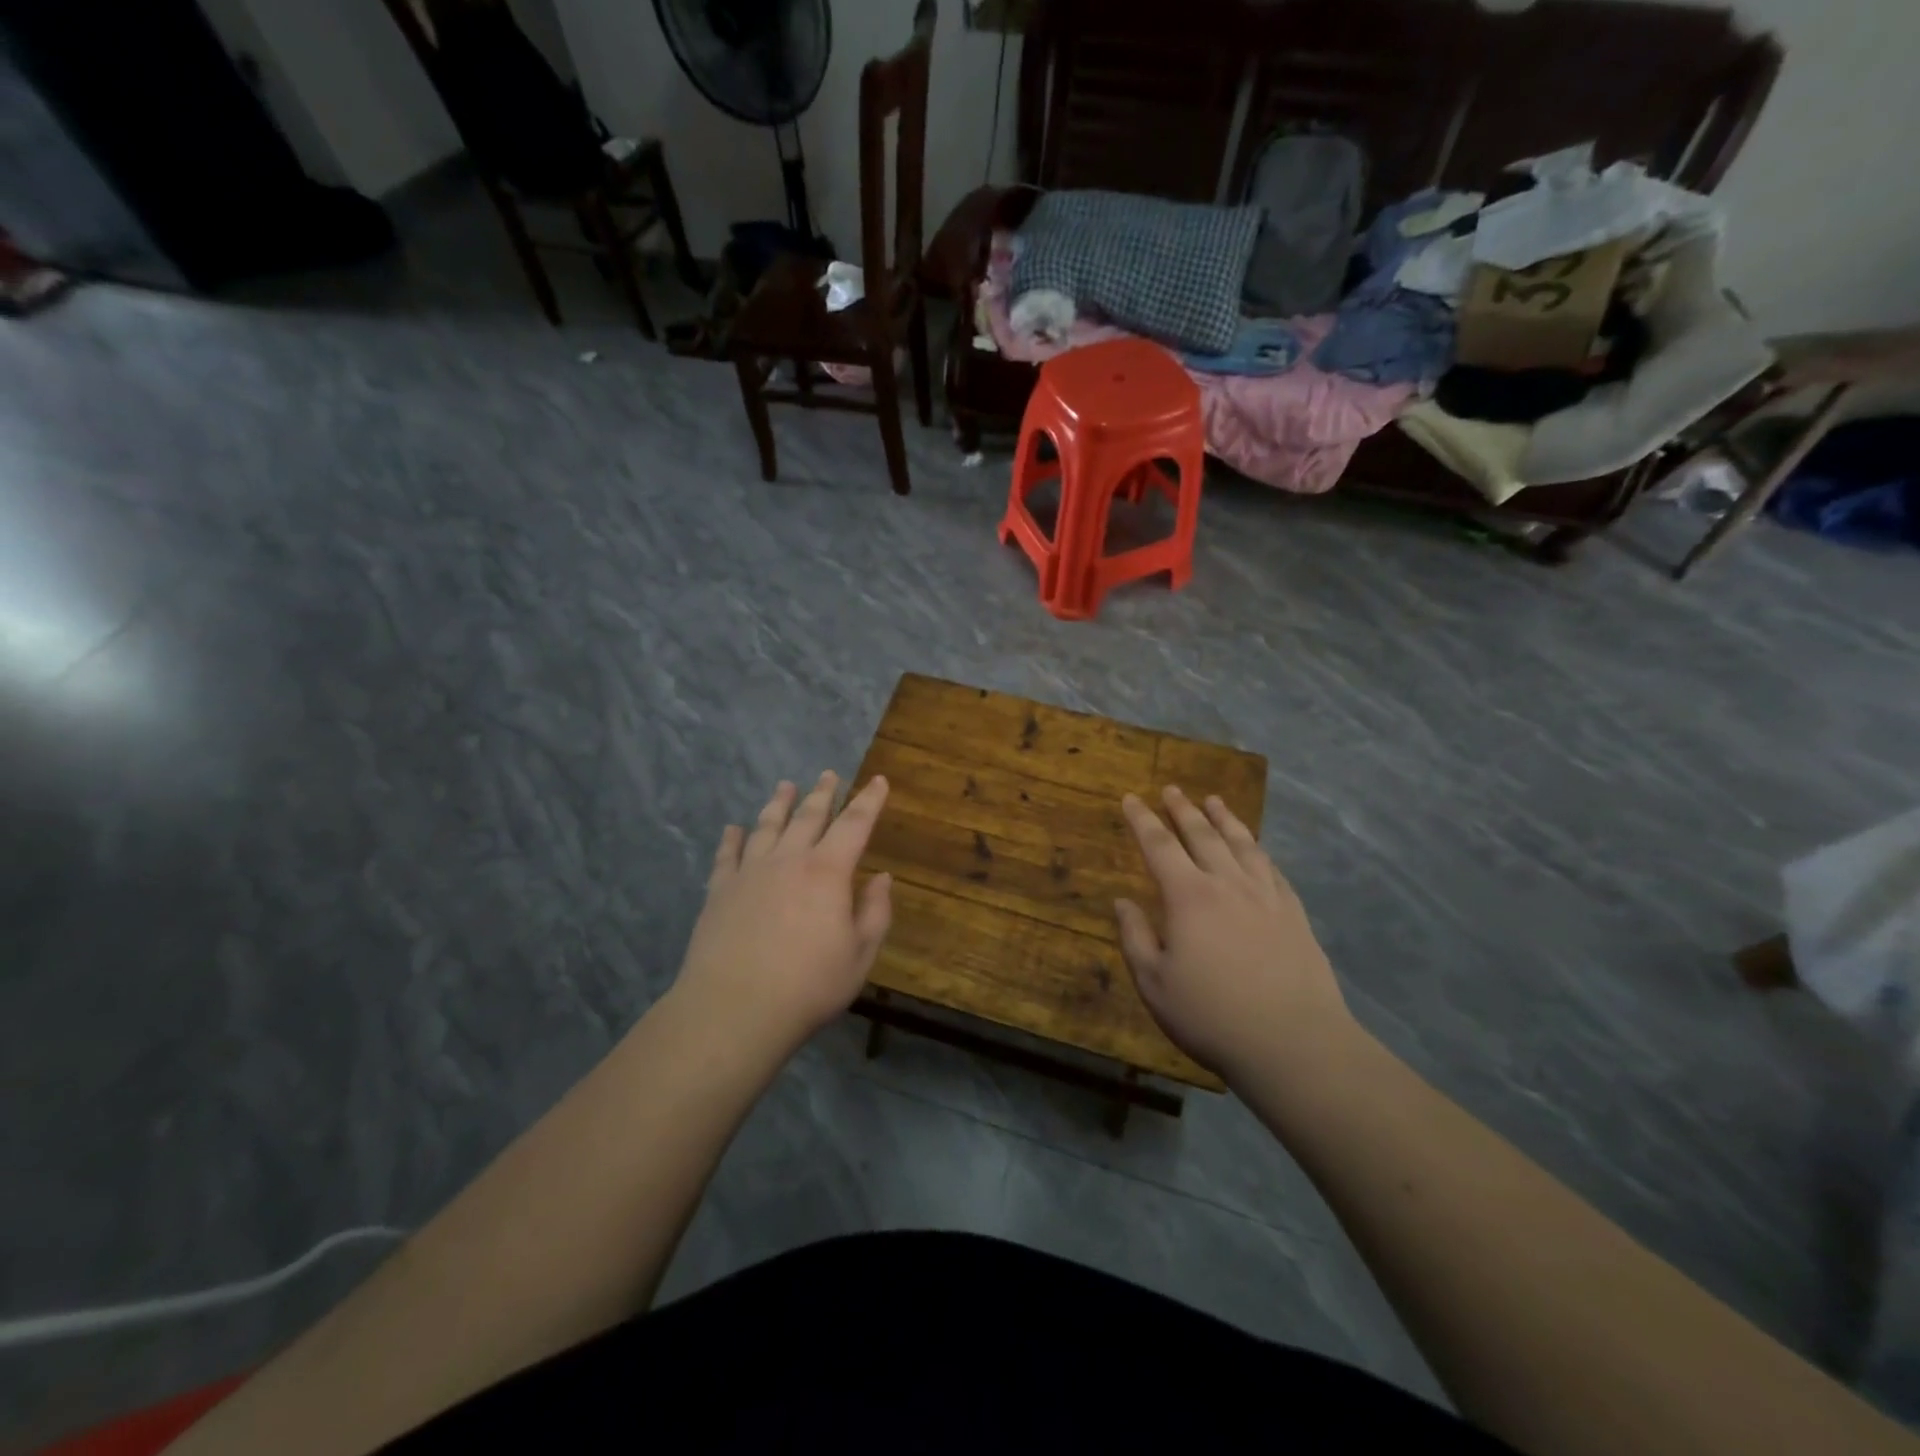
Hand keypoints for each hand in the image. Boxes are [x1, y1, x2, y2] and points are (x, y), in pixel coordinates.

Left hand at [672, 772, 892, 1049]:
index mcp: (828, 871)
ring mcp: (750, 872)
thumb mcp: (860, 955)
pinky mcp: (720, 891)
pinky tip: (734, 828)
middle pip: (808, 816)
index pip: (854, 824)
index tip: (878, 780)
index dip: (869, 800)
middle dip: (823, 793)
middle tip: (828, 774)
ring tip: (785, 785)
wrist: (734, 1009)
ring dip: (779, 803)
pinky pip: (728, 854)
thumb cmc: (809, 985)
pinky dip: (732, 838)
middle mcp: (789, 860)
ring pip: (767, 826)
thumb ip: (875, 912)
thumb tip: (882, 877)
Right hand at [1114, 786, 1352, 1081]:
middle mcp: (1227, 884)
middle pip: (1202, 835)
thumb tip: (1122, 902)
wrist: (1294, 1043)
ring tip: (1214, 800)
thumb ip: (1135, 937)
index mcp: (1188, 896)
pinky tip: (1257, 849)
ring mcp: (1266, 896)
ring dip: (1224, 819)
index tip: (1131, 798)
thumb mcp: (1154, 983)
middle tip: (1172, 790)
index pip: (1159, 846)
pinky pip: (1273, 869)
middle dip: (1183, 810)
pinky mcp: (1294, 914)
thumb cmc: (1211, 1016)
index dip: (1142, 820)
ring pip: (1242, 844)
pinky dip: (1259, 851)